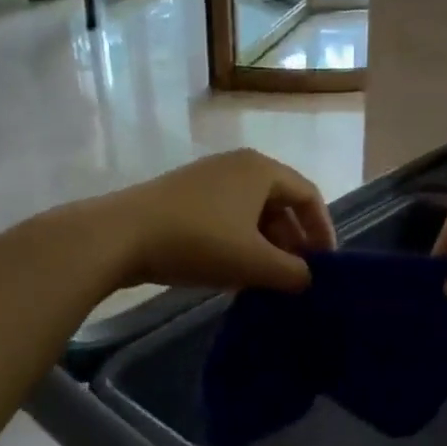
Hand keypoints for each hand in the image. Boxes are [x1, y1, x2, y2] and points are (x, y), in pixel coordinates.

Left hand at [101, 149, 337, 292]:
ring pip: (252, 213)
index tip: (326, 265)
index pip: (308, 195)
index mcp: (261, 170)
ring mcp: (208, 179)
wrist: (120, 235)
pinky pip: (227, 217)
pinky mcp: (184, 196)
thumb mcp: (253, 262)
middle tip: (297, 276)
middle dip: (292, 241)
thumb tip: (308, 279)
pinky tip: (233, 273)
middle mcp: (238, 166)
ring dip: (265, 246)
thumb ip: (291, 272)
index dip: (322, 230)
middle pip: (280, 203)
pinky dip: (239, 242)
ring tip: (266, 280)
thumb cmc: (198, 241)